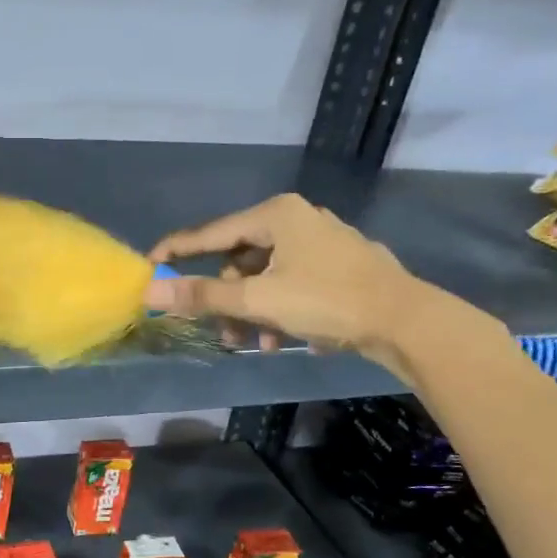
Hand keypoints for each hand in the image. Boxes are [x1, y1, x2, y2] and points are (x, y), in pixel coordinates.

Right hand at [143, 193, 431, 372]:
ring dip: (254, 311)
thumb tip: (151, 290)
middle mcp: (297, 219)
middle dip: (227, 299)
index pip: (211, 233)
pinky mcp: (338, 265)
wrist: (406, 321)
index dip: (178, 250)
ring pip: (266, 275)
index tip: (150, 265)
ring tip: (259, 342)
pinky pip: (291, 283)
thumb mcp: (258, 300)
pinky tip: (285, 339)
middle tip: (222, 330)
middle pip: (240, 259)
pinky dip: (280, 309)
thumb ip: (203, 295)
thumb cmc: (327, 301)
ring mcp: (321, 241)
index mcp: (276, 214)